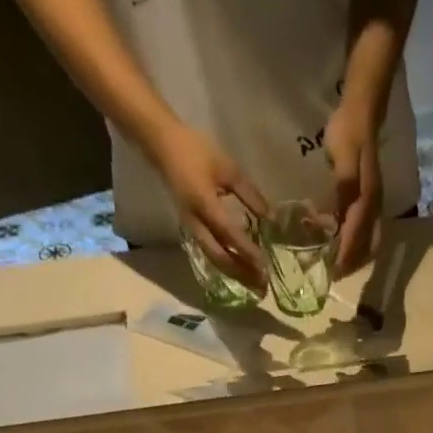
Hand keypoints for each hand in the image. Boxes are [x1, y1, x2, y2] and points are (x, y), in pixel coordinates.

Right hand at [149, 123, 268, 287]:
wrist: (163, 146)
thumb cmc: (196, 151)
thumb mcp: (228, 168)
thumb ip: (249, 194)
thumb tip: (270, 217)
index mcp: (205, 205)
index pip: (230, 235)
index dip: (248, 252)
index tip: (266, 266)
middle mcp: (197, 223)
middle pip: (221, 258)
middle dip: (242, 273)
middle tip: (263, 285)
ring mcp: (192, 229)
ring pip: (215, 260)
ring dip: (235, 273)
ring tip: (254, 283)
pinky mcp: (191, 231)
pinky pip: (210, 254)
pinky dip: (226, 265)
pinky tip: (239, 270)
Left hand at [324, 101, 382, 275]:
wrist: (362, 111)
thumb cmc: (348, 133)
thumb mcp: (342, 158)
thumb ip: (343, 186)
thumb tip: (339, 217)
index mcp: (366, 200)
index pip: (356, 236)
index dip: (345, 256)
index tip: (333, 272)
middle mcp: (374, 206)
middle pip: (367, 245)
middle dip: (353, 262)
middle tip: (335, 274)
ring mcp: (374, 203)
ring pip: (369, 240)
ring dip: (356, 255)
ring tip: (339, 265)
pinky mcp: (371, 199)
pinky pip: (367, 230)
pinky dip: (357, 243)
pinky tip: (344, 243)